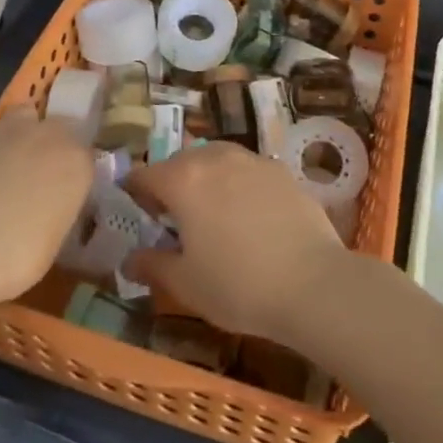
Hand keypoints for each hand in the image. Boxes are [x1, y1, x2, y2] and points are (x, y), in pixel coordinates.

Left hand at [0, 105, 94, 307]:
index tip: (66, 195)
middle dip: (50, 146)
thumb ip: (56, 210)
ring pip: (18, 121)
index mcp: (74, 161)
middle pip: (56, 127)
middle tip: (39, 180)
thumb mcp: (53, 241)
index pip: (86, 156)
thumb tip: (48, 207)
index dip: (74, 174)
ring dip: (17, 140)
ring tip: (5, 176)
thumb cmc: (15, 257)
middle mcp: (42, 136)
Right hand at [123, 143, 350, 343]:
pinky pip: (247, 170)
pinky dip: (239, 185)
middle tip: (176, 220)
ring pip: (216, 159)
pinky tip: (250, 217)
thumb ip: (152, 265)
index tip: (140, 217)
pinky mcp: (282, 171)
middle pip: (180, 161)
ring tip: (214, 214)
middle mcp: (214, 157)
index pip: (144, 174)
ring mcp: (252, 160)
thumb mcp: (185, 284)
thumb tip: (129, 259)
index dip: (135, 194)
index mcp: (183, 179)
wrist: (314, 284)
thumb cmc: (238, 285)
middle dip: (172, 184)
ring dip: (206, 179)